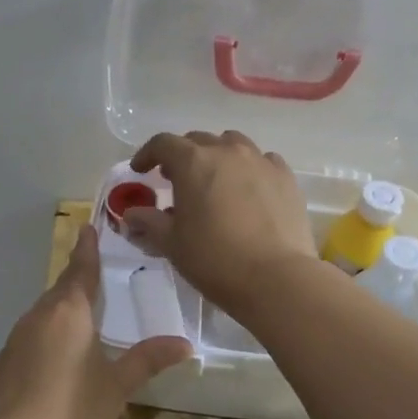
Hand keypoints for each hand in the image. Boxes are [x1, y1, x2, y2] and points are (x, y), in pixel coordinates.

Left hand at [0, 223, 189, 418]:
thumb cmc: (74, 411)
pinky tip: (48, 367)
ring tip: (74, 323)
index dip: (86, 251)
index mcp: (68, 314)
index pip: (80, 272)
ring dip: (56, 315)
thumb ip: (147, 360)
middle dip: (73, 284)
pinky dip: (40, 345)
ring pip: (39, 319)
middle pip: (58, 293)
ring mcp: (12, 344)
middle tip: (88, 278)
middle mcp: (36, 320)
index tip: (86, 229)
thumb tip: (184, 343)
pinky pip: (24, 345)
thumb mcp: (118, 387)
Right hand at [123, 131, 318, 317]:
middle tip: (174, 180)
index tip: (140, 171)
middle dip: (182, 156)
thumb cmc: (214, 259)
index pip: (163, 144)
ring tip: (214, 180)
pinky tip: (248, 189)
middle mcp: (227, 151)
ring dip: (217, 156)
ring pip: (233, 144)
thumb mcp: (172, 244)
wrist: (276, 278)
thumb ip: (148, 223)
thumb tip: (131, 215)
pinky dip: (249, 169)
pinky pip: (263, 161)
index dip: (147, 154)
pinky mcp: (286, 178)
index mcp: (193, 162)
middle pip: (198, 140)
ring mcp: (261, 161)